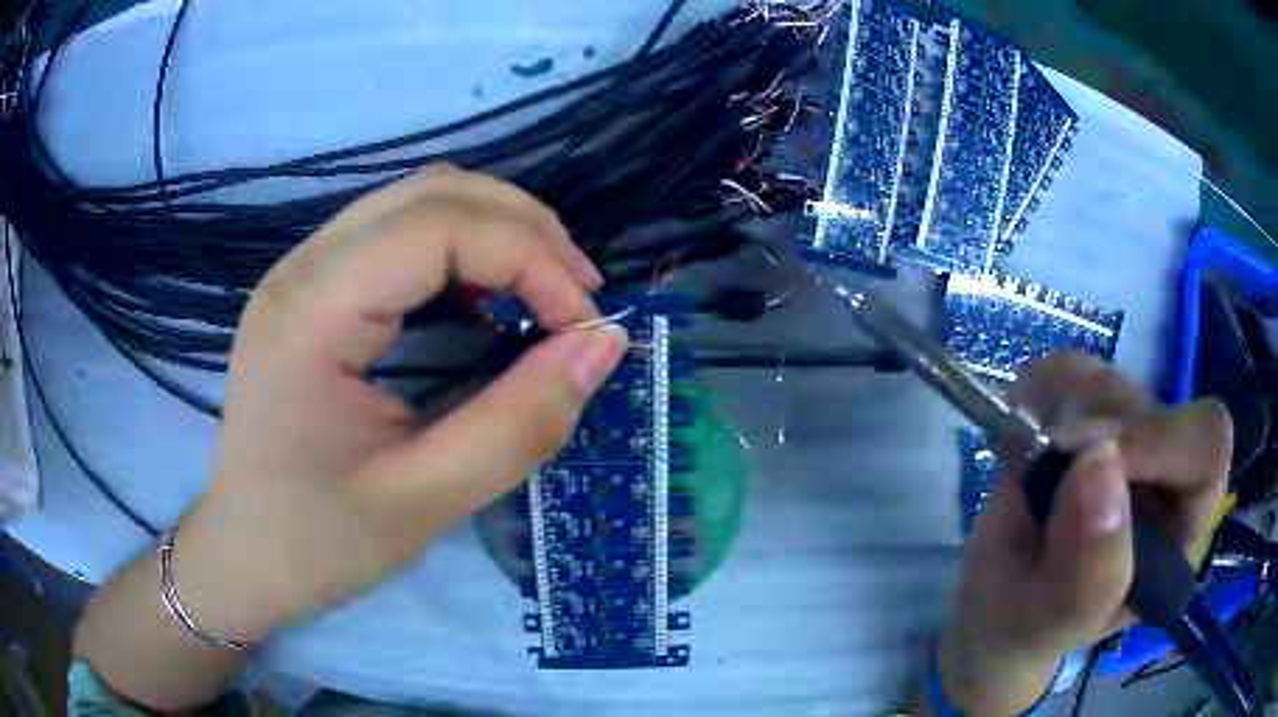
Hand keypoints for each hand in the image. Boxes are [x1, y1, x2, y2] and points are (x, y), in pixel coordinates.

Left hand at [173, 167, 628, 642]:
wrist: (243, 554)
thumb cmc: (317, 543)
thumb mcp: (425, 503)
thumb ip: (519, 424)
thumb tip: (603, 344)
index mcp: (311, 314)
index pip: (437, 227)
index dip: (530, 258)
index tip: (584, 326)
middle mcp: (302, 267)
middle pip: (432, 193)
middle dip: (524, 232)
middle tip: (578, 300)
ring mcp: (302, 270)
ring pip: (418, 200)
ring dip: (496, 232)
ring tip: (546, 293)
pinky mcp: (313, 289)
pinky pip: (399, 233)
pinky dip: (462, 251)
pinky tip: (487, 300)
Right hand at [937, 353, 1231, 714]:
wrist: (995, 610)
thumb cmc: (1026, 631)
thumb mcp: (1051, 626)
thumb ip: (1087, 574)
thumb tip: (1098, 460)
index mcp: (1179, 530)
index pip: (1207, 450)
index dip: (1162, 440)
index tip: (1092, 462)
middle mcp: (1166, 475)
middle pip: (1161, 404)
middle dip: (1100, 427)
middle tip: (1047, 463)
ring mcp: (1127, 436)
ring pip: (1115, 380)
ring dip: (1061, 412)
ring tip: (1029, 468)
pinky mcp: (1088, 411)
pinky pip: (1070, 369)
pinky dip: (1038, 391)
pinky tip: (1022, 436)